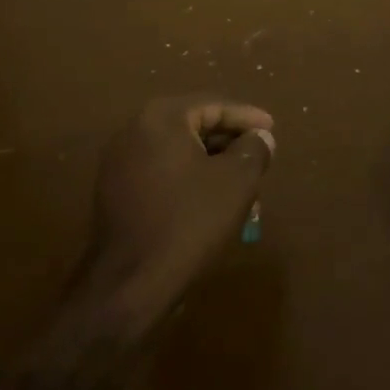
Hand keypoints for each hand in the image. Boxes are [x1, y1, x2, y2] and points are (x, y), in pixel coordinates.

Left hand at [85, 94, 274, 327]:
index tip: (273, 128)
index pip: (213, 105)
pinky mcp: (116, 193)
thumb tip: (260, 137)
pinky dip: (190, 182)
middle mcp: (134, 131)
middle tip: (260, 160)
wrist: (129, 284)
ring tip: (244, 190)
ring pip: (180, 154)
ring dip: (213, 167)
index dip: (247, 117)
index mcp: (161, 118)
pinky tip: (213, 206)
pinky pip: (163, 175)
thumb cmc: (188, 222)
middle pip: (194, 127)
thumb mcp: (236, 182)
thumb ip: (254, 149)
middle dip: (231, 145)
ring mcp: (120, 163)